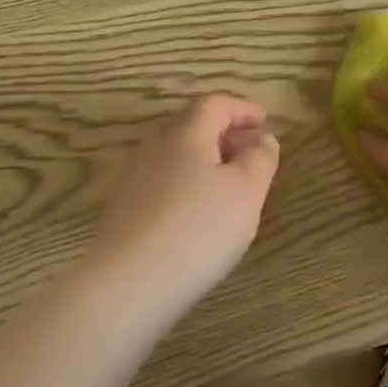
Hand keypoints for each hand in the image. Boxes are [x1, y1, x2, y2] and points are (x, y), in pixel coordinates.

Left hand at [88, 93, 280, 307]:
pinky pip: (161, 179)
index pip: (215, 104)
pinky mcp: (122, 206)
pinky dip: (185, 180)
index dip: (243, 108)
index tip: (264, 121)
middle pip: (191, 124)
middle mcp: (155, 145)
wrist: (130, 282)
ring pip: (174, 152)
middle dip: (223, 131)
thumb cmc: (199, 229)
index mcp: (186, 132)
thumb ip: (260, 158)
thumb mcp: (247, 192)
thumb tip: (263, 138)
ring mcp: (133, 176)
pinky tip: (196, 209)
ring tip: (227, 182)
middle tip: (249, 150)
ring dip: (203, 157)